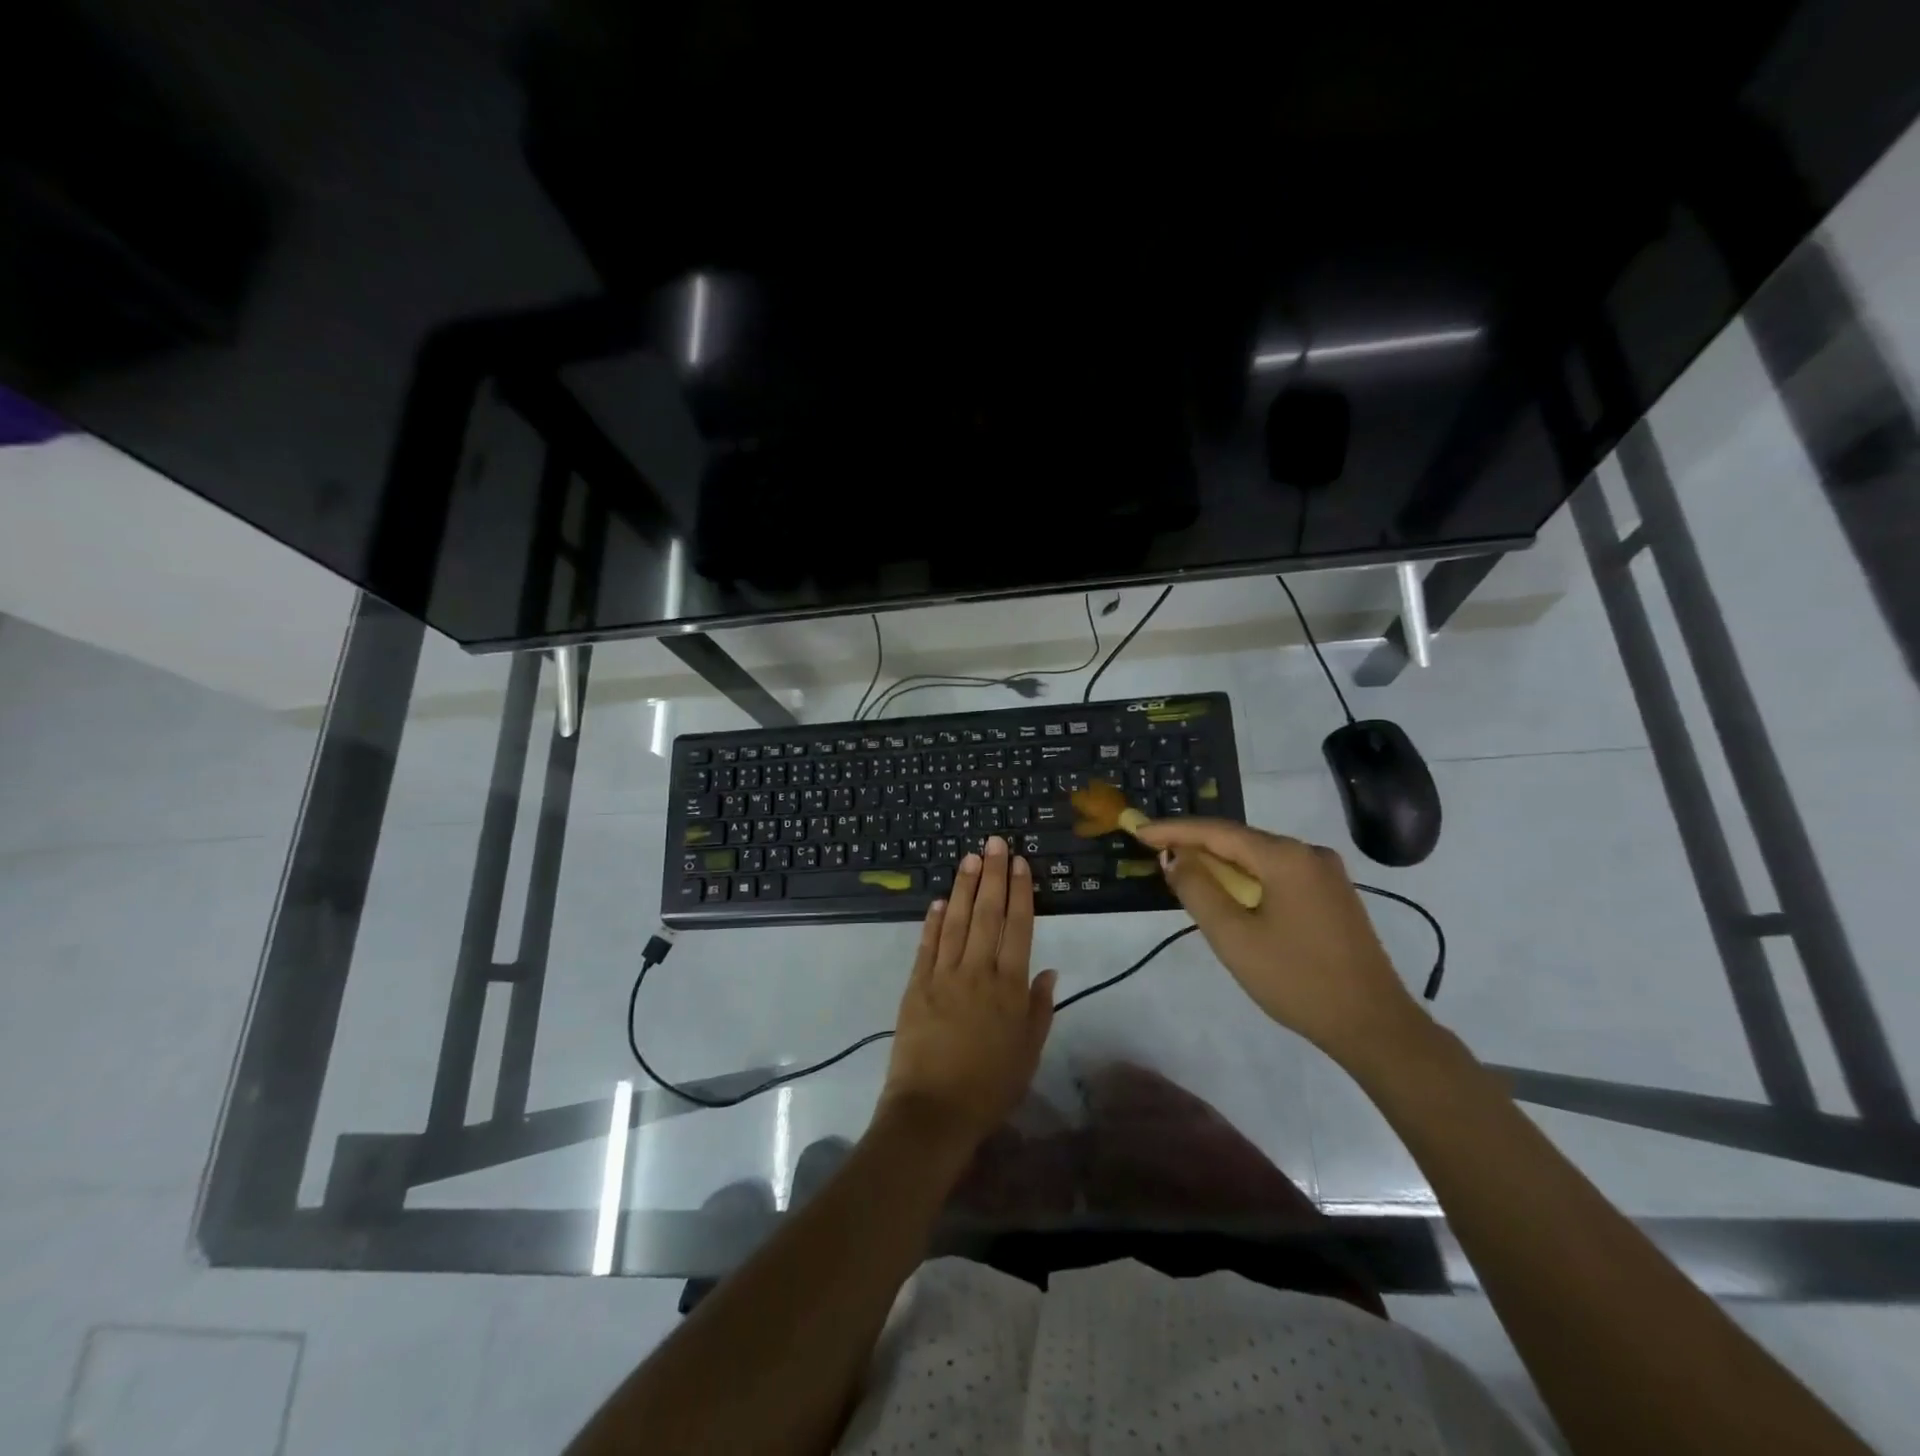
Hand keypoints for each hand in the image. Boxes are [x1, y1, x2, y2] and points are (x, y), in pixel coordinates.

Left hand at [881, 837, 1056, 1155]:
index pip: (1018, 928)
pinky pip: (927, 945)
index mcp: (1009, 988)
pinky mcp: (916, 985)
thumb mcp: (1028, 1053)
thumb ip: (1039, 1009)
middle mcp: (977, 972)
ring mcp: (943, 976)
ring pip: (957, 922)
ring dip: (965, 887)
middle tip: (995, 842)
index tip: (1021, 863)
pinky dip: (934, 921)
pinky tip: (940, 900)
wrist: (933, 1111)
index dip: (1021, 893)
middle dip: (993, 875)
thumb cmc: (990, 1087)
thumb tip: (1048, 969)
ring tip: (971, 858)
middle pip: (988, 915)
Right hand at [1130, 817, 1423, 1063]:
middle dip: (1196, 845)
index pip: (1217, 831)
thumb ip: (1197, 889)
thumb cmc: (1296, 979)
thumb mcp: (1233, 937)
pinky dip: (1247, 879)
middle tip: (1156, 853)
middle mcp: (1309, 853)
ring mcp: (1327, 874)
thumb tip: (1175, 856)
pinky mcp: (1333, 896)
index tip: (1139, 830)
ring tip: (1184, 874)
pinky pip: (1278, 874)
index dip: (1174, 830)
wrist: (1374, 1026)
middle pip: (1240, 840)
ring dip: (1221, 864)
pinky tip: (1230, 895)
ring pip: (1259, 858)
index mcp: (1286, 857)